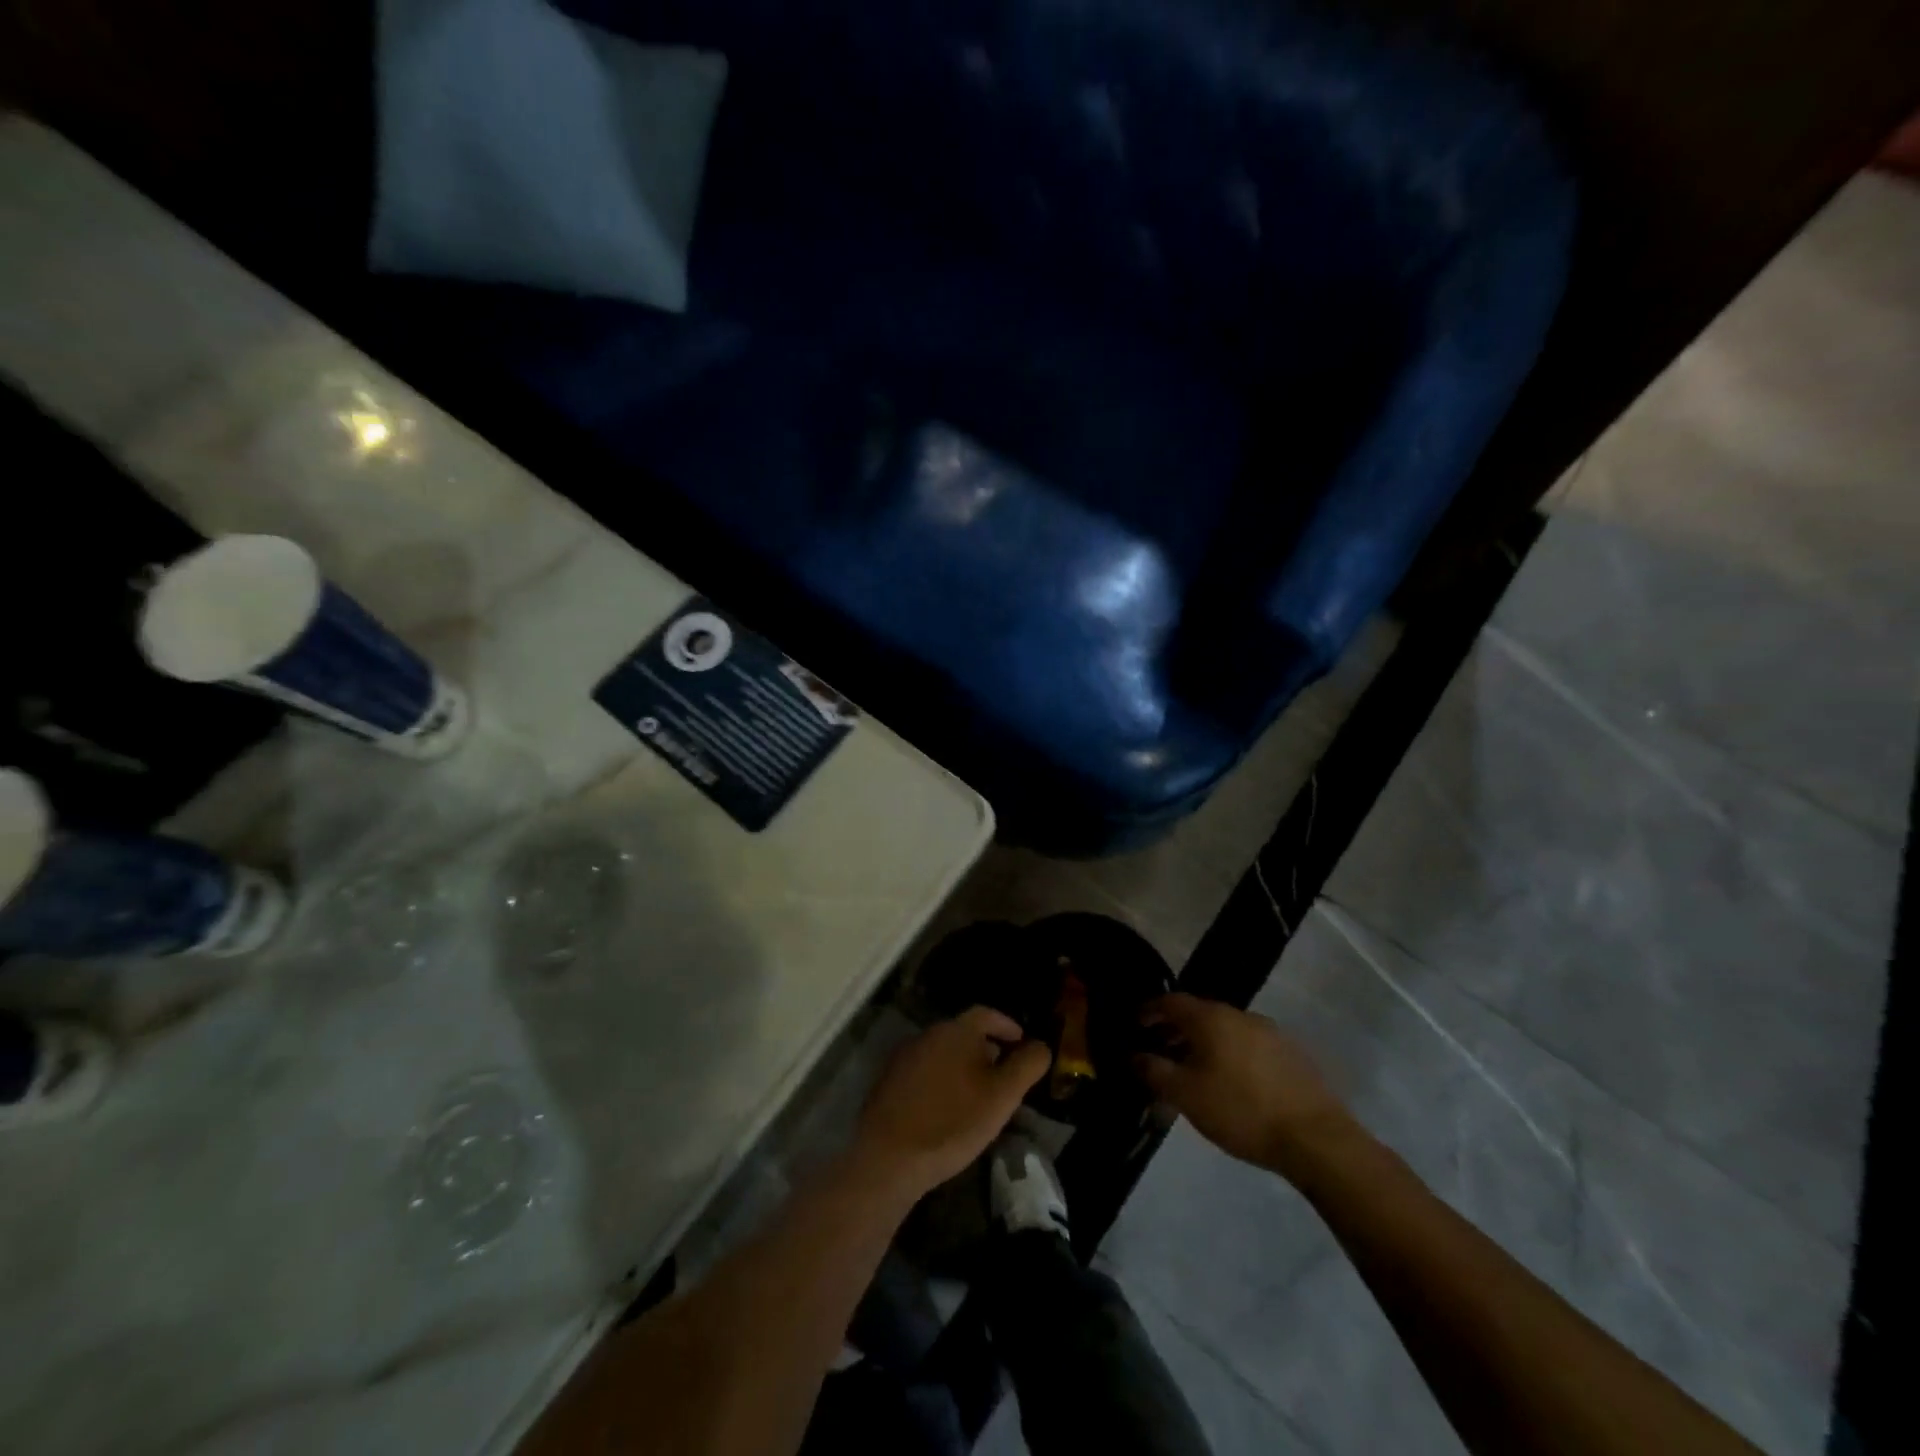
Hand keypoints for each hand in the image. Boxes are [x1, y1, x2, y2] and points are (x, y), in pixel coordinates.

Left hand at [854, 1007, 1050, 1198]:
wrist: (890, 1156)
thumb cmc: (954, 1121)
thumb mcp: (1003, 1096)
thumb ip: (1026, 1066)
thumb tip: (1040, 1045)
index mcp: (956, 1030)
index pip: (986, 1013)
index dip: (1006, 1025)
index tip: (1021, 1042)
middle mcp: (928, 1034)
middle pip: (963, 1033)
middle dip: (986, 1048)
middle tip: (1003, 1075)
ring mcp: (904, 1057)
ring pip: (943, 1053)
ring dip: (962, 1066)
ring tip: (978, 1095)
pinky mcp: (889, 1082)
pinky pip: (924, 1072)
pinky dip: (941, 1081)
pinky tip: (947, 1109)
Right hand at [1135, 993, 1352, 1176]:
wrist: (1316, 1138)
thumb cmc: (1241, 1111)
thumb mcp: (1186, 1095)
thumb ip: (1154, 1071)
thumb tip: (1132, 1055)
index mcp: (1211, 1017)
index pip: (1170, 1001)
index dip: (1148, 1010)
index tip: (1134, 1025)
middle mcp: (1240, 1014)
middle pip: (1198, 1014)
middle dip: (1175, 1030)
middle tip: (1159, 1052)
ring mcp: (1270, 1032)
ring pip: (1225, 1030)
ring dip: (1204, 1044)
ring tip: (1193, 1071)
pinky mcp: (1291, 1054)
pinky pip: (1247, 1044)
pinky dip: (1229, 1054)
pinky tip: (1230, 1082)